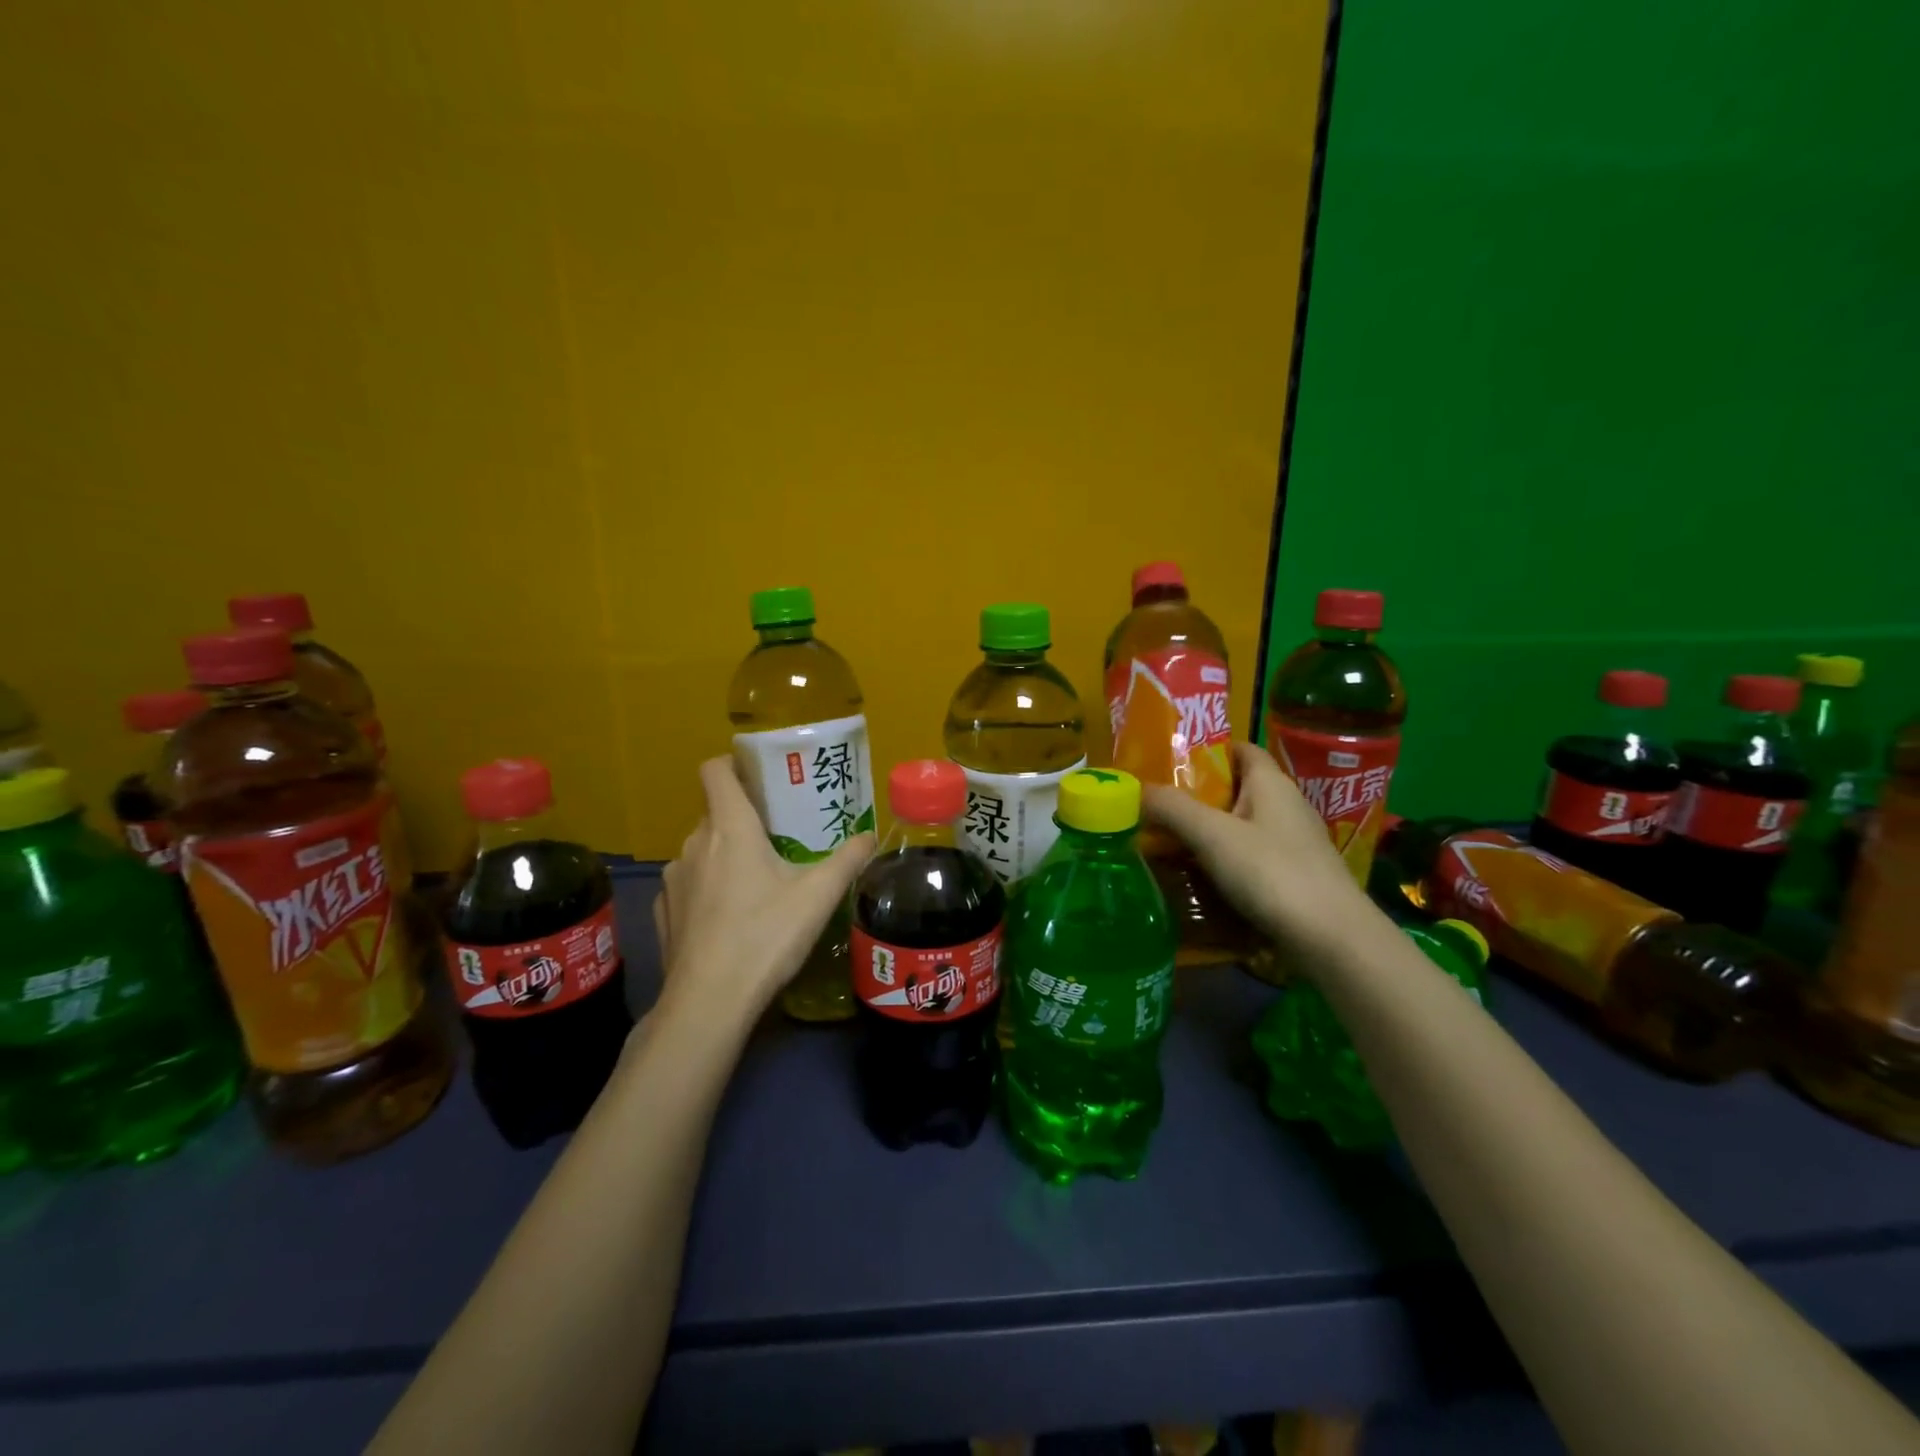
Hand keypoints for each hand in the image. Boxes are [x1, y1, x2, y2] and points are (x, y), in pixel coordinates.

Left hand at [652, 757, 874, 1020]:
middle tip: (780, 835)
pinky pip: (690, 884)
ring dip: (726, 854)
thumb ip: (848, 859)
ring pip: (702, 850)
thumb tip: (871, 837)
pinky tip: (731, 917)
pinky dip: (709, 888)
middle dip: (745, 817)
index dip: (734, 763)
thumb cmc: (766, 935)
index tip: (761, 776)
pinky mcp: (665, 912)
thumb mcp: (819, 896)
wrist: (709, 1002)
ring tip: (759, 880)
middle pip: (716, 812)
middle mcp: (694, 844)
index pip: (715, 770)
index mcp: (730, 828)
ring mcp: (674, 879)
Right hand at [1142, 741, 1373, 953]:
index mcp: (1271, 783)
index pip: (1239, 749)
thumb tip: (1136, 790)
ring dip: (1205, 835)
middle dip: (1195, 798)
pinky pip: (1248, 860)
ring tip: (1164, 845)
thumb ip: (1171, 808)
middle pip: (1234, 790)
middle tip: (1153, 808)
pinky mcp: (1292, 878)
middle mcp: (1285, 807)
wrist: (1331, 940)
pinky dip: (1222, 864)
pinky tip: (1196, 880)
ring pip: (1239, 828)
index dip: (1206, 751)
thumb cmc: (1272, 872)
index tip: (1168, 765)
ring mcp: (1292, 845)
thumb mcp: (1212, 835)